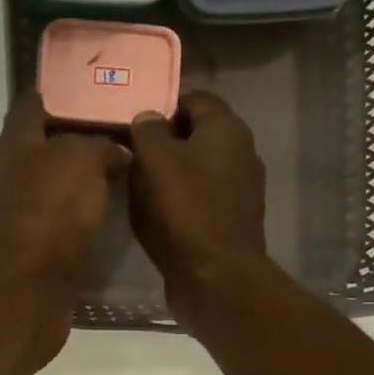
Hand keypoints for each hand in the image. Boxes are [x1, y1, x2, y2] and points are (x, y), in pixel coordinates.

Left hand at [0, 92, 129, 373]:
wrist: (22, 296)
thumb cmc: (47, 216)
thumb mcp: (80, 162)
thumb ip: (99, 147)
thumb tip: (115, 154)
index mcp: (15, 147)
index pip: (32, 104)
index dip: (60, 90)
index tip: (97, 85)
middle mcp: (12, 179)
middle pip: (46, 147)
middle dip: (82, 137)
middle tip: (129, 129)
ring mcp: (21, 219)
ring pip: (58, 187)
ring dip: (88, 179)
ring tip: (132, 169)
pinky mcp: (36, 254)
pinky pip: (66, 224)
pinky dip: (88, 217)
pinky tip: (117, 214)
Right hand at [129, 91, 267, 322]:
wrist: (214, 276)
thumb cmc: (182, 209)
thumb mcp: (152, 160)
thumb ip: (147, 130)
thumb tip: (148, 117)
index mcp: (226, 128)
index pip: (193, 99)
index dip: (161, 106)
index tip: (133, 124)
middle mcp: (242, 151)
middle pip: (197, 134)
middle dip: (165, 141)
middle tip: (131, 154)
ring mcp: (242, 187)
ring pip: (199, 167)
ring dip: (172, 172)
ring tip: (139, 186)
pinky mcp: (234, 218)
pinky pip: (203, 196)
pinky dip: (182, 199)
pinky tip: (159, 214)